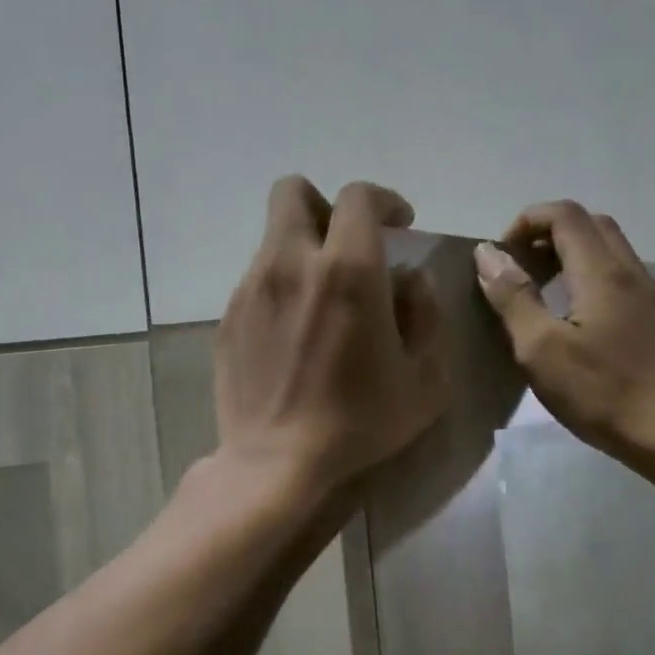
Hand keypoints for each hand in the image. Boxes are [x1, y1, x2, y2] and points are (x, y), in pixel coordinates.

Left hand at [215, 178, 447, 497]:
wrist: (276, 462)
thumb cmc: (359, 424)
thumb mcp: (425, 379)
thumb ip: (427, 314)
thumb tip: (408, 280)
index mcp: (348, 270)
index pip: (358, 197)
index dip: (384, 201)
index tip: (398, 225)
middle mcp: (291, 263)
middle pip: (294, 192)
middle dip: (325, 206)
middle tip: (347, 245)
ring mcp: (251, 288)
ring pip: (273, 238)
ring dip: (302, 250)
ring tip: (321, 300)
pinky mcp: (227, 317)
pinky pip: (256, 279)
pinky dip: (280, 287)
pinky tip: (293, 333)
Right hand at [475, 201, 654, 467]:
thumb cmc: (603, 392)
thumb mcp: (541, 350)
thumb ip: (513, 298)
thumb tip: (488, 254)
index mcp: (602, 272)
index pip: (565, 215)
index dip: (527, 221)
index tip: (500, 256)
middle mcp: (632, 272)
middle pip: (592, 225)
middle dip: (549, 234)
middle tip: (520, 269)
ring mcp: (652, 297)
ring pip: (610, 251)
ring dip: (571, 256)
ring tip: (542, 292)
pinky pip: (621, 279)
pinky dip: (590, 278)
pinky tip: (576, 320)